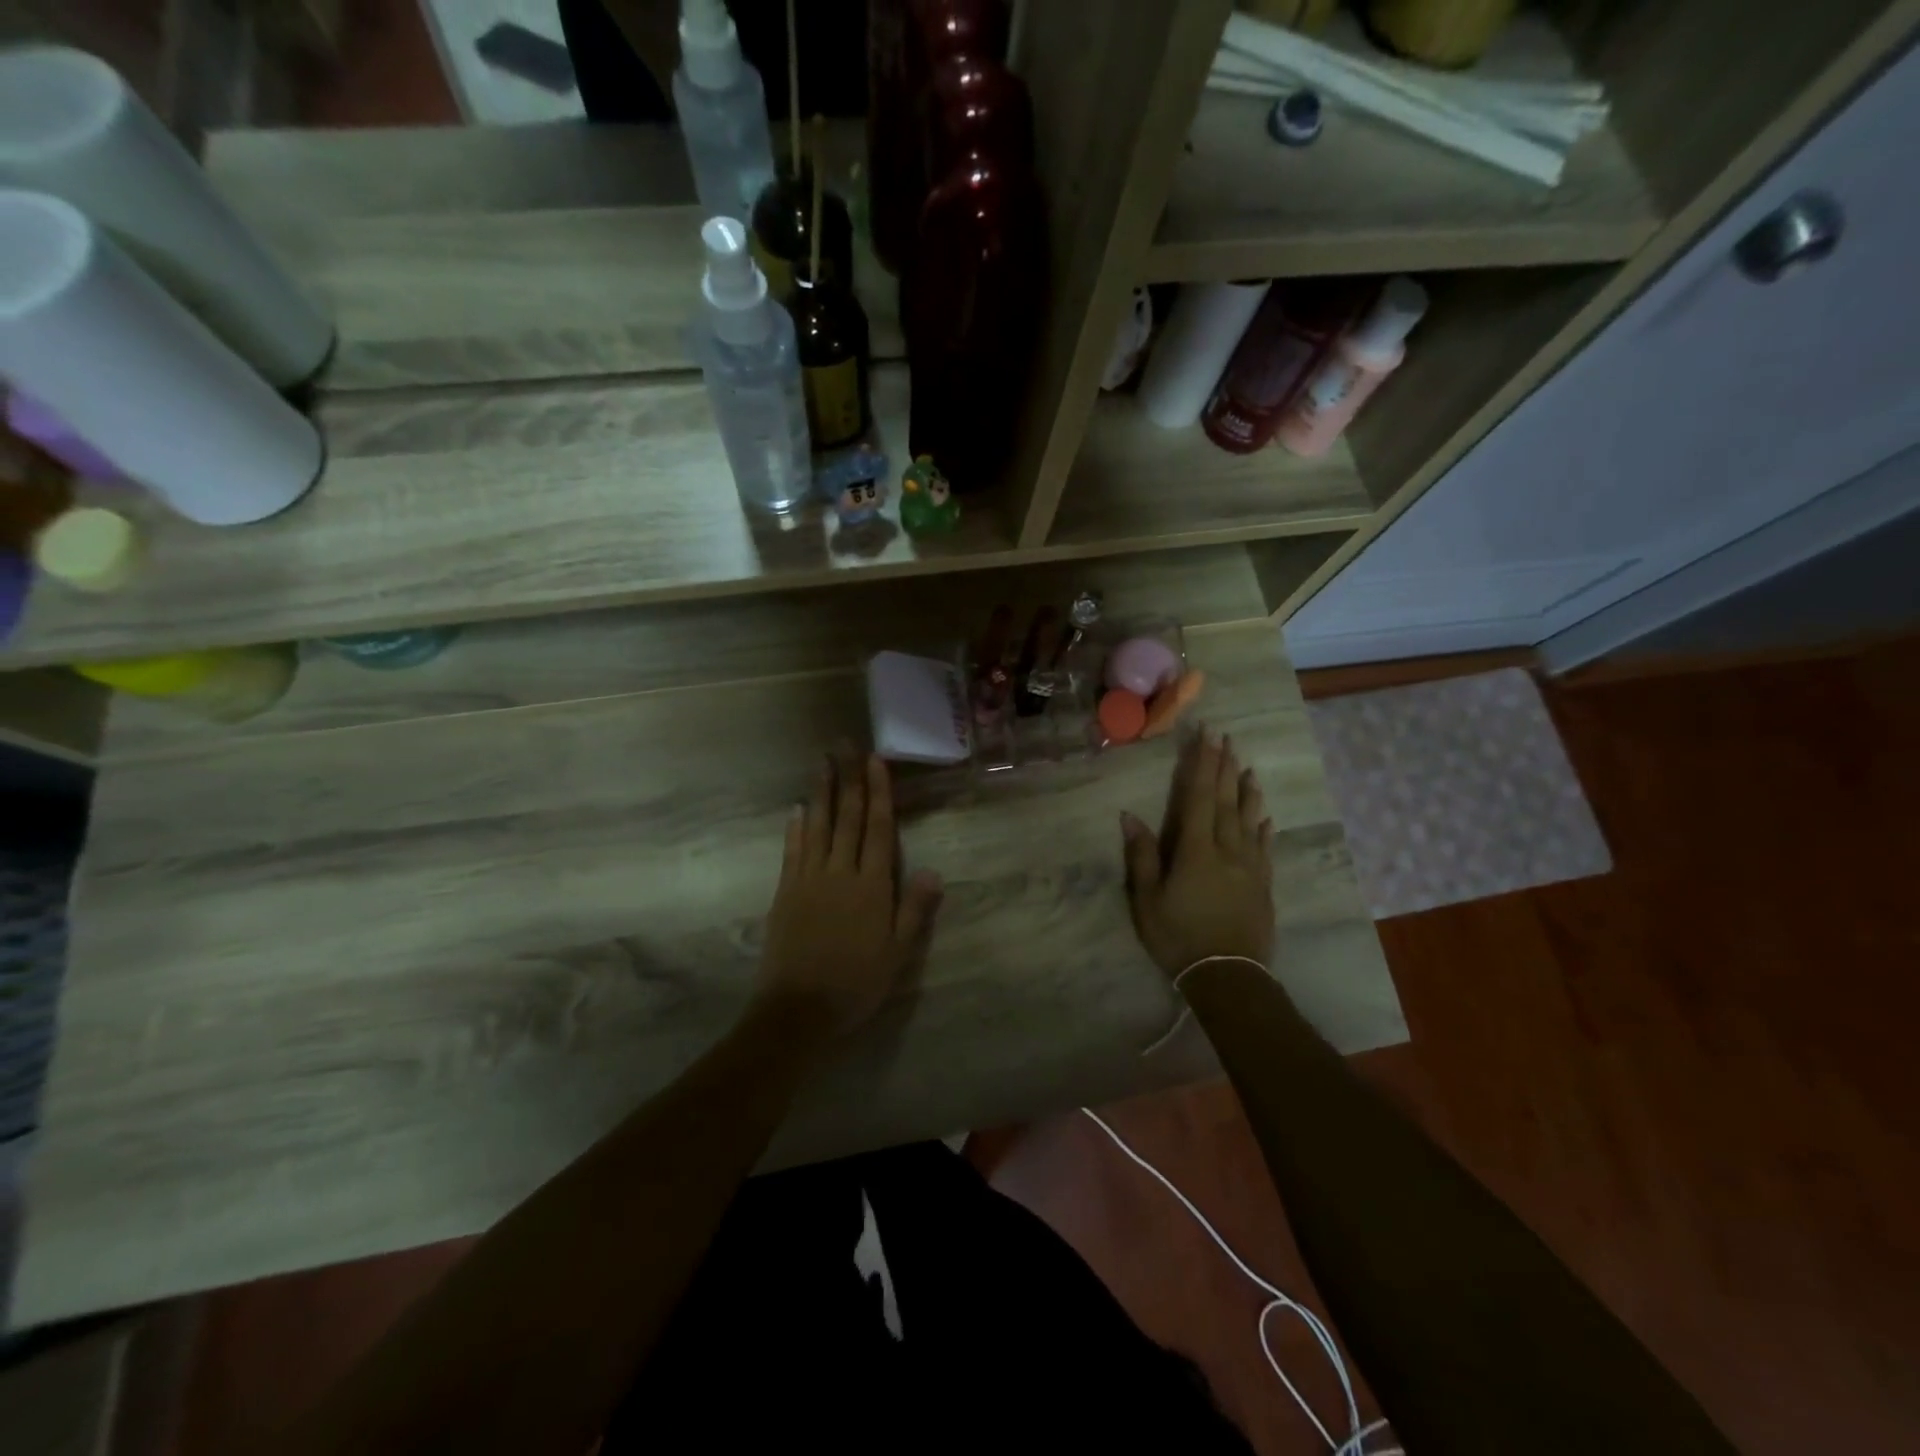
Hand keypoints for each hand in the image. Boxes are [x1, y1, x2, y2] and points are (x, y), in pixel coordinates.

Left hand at [756, 752, 943, 1036]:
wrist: (798, 1009)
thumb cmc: (856, 983)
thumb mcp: (897, 954)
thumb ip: (914, 910)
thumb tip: (933, 871)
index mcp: (871, 886)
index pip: (877, 829)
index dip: (878, 793)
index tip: (875, 761)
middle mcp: (840, 873)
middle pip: (846, 818)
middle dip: (848, 779)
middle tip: (845, 745)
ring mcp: (808, 879)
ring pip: (817, 826)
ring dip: (821, 792)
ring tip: (822, 762)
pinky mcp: (785, 892)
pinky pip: (792, 851)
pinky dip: (796, 827)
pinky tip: (798, 809)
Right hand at [1121, 726, 1274, 979]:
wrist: (1228, 976)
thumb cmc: (1178, 937)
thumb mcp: (1147, 900)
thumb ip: (1141, 856)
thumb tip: (1130, 815)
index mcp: (1195, 850)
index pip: (1198, 797)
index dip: (1201, 764)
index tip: (1206, 736)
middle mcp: (1227, 850)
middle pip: (1226, 801)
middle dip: (1224, 767)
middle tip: (1227, 738)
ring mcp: (1250, 867)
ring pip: (1249, 819)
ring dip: (1247, 791)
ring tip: (1248, 767)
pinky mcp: (1263, 885)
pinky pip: (1264, 847)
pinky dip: (1263, 827)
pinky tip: (1265, 816)